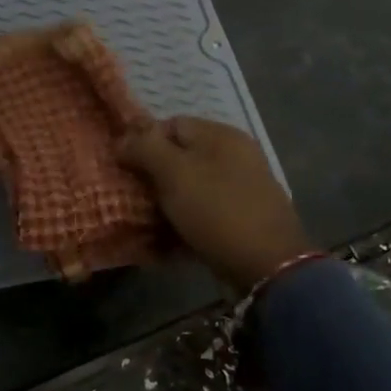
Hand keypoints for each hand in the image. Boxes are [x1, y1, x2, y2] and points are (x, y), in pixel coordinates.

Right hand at [117, 116, 314, 294]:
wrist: (269, 266)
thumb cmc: (217, 210)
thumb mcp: (174, 173)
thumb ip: (145, 148)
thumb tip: (122, 139)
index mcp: (221, 135)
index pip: (171, 124)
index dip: (143, 143)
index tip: (124, 169)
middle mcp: (235, 155)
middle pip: (181, 157)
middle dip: (153, 176)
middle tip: (133, 197)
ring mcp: (242, 188)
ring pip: (191, 187)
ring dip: (167, 202)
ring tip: (147, 221)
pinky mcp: (244, 218)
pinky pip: (205, 212)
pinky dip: (186, 221)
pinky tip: (170, 240)